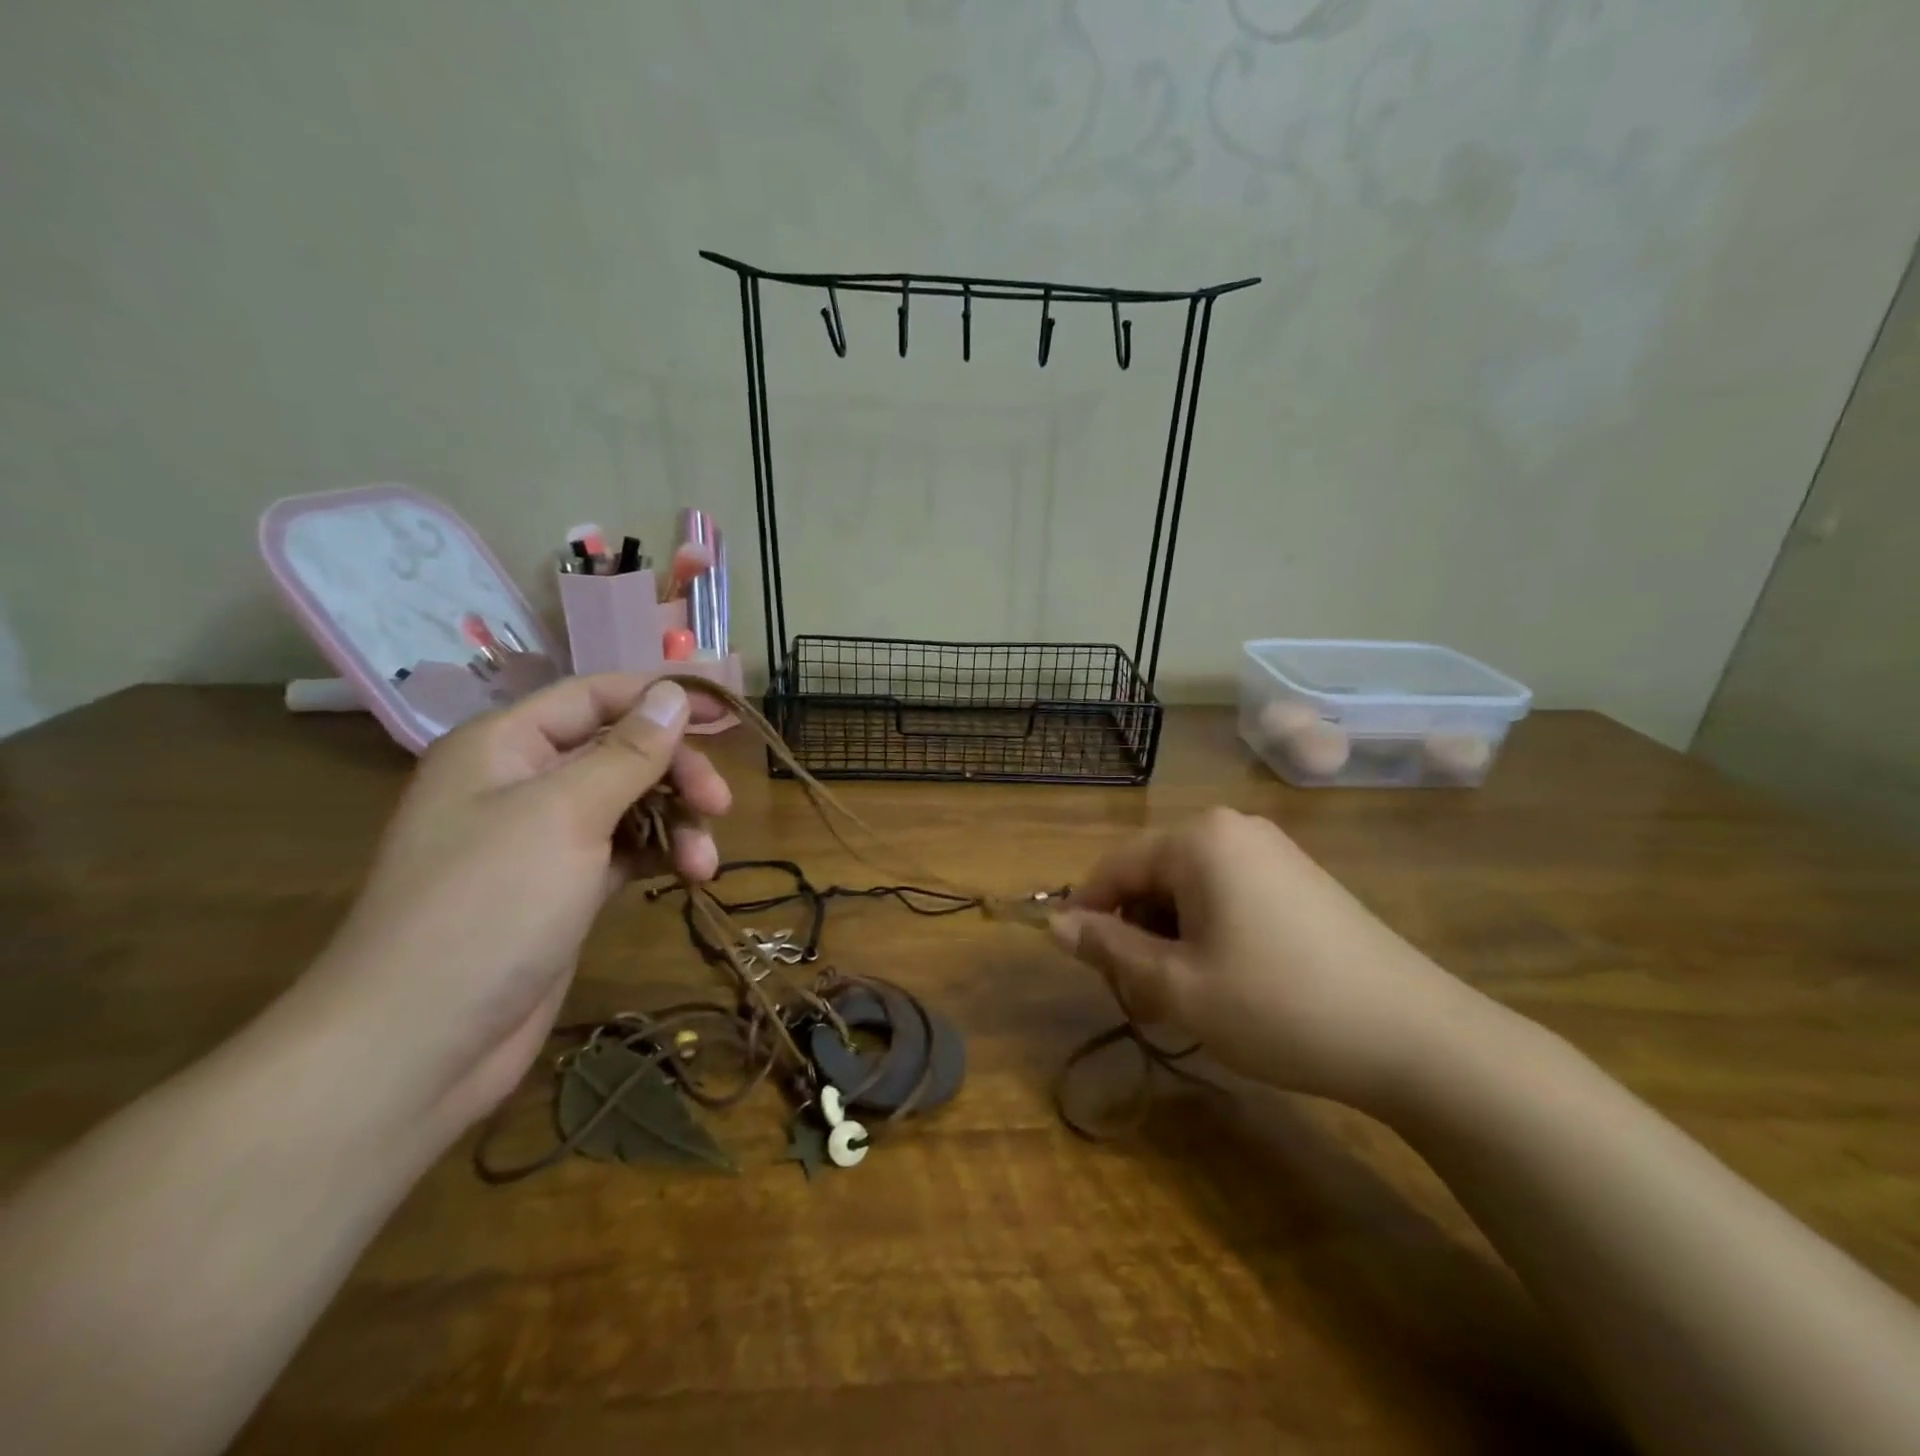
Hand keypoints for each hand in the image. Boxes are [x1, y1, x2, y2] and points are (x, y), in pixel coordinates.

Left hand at [295, 673, 731, 1128]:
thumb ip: (629, 752)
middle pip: (621, 752)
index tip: (728, 711)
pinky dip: (659, 856)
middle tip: (720, 804)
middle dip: (676, 773)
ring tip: (703, 864)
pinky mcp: (565, 887)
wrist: (421, 1045)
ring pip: (631, 804)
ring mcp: (544, 839)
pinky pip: (625, 850)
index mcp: (505, 746)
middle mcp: (523, 783)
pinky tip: (688, 876)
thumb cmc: (489, 907)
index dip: (662, 696)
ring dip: (676, 823)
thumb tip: (674, 693)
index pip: (595, 696)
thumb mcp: (566, 814)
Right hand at [1051, 808, 1480, 1111]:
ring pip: (1189, 888)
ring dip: (1171, 938)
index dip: (1088, 916)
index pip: (1113, 867)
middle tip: (1145, 998)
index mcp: (1197, 839)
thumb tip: (1054, 924)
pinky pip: (1228, 893)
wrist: (1416, 1037)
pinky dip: (1210, 932)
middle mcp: (1232, 828)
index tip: (1089, 969)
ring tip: (1187, 996)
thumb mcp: (1178, 985)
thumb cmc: (1278, 1006)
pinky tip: (1228, 980)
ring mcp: (1272, 850)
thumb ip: (1108, 948)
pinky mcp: (1300, 878)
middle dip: (1136, 932)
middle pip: (1152, 874)